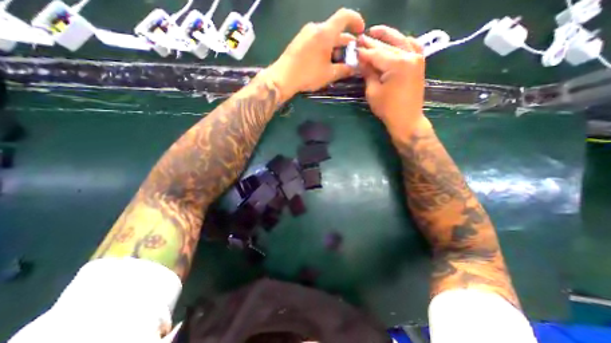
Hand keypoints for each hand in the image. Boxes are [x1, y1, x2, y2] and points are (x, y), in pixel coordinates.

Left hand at [267, 8, 361, 101]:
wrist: (283, 77)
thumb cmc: (308, 75)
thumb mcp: (329, 74)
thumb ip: (344, 69)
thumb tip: (355, 67)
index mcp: (325, 32)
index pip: (345, 16)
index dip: (356, 20)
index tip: (360, 31)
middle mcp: (316, 28)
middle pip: (335, 29)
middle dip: (345, 41)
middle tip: (350, 54)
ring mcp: (306, 33)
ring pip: (325, 35)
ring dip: (335, 45)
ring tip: (338, 60)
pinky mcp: (299, 40)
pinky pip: (316, 39)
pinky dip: (324, 46)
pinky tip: (324, 60)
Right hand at [356, 26, 425, 135]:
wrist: (407, 119)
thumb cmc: (387, 109)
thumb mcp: (373, 92)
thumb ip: (368, 73)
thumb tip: (361, 61)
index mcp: (397, 64)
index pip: (376, 54)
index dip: (363, 51)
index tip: (353, 47)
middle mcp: (409, 56)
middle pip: (387, 46)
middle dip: (372, 42)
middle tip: (360, 38)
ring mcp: (417, 58)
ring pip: (400, 42)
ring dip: (387, 36)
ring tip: (375, 32)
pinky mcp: (419, 63)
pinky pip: (412, 46)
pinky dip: (403, 41)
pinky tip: (396, 39)